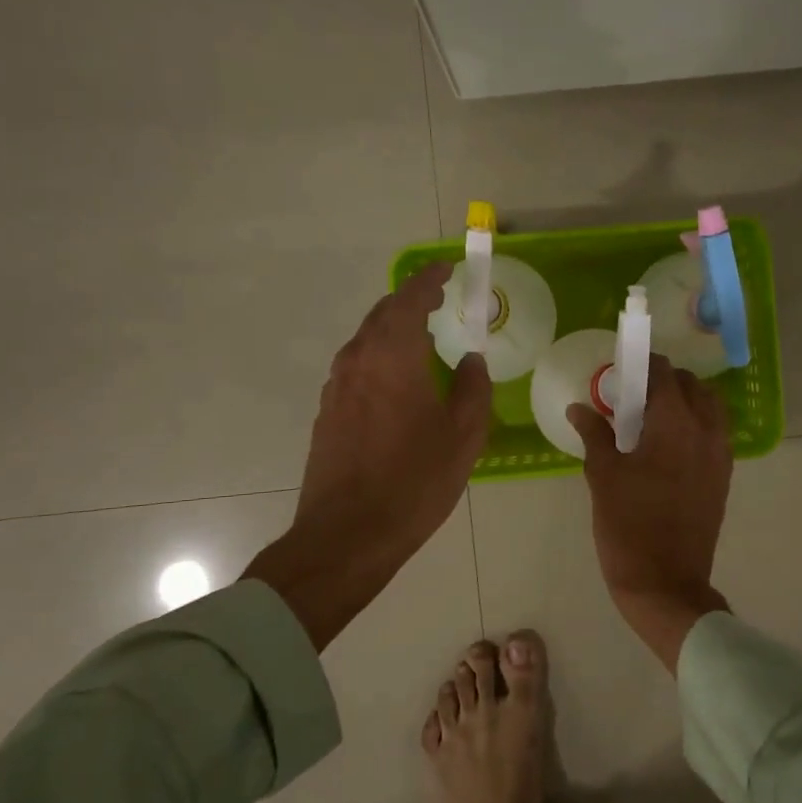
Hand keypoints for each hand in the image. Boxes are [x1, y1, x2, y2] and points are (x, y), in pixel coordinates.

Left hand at [248, 263, 489, 649]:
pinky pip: (357, 365)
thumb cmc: (414, 481)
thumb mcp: (464, 435)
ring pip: (366, 339)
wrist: (347, 535)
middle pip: (383, 314)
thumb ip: (473, 388)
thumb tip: (471, 361)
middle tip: (439, 298)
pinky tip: (398, 377)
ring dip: (394, 328)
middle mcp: (358, 360)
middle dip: (411, 300)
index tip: (447, 268)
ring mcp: (336, 386)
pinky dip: (380, 355)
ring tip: (422, 335)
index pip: (409, 299)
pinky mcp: (327, 411)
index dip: (430, 279)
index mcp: (393, 356)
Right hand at [568, 354, 732, 671]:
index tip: (622, 367)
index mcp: (675, 424)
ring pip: (710, 408)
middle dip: (665, 381)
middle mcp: (706, 431)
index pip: (665, 374)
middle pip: (692, 386)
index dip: (644, 363)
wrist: (666, 583)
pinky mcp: (723, 477)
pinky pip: (715, 433)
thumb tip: (579, 407)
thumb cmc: (628, 526)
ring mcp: (720, 455)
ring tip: (652, 418)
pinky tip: (667, 445)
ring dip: (685, 401)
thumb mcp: (603, 476)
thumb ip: (594, 434)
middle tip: (633, 395)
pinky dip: (696, 424)